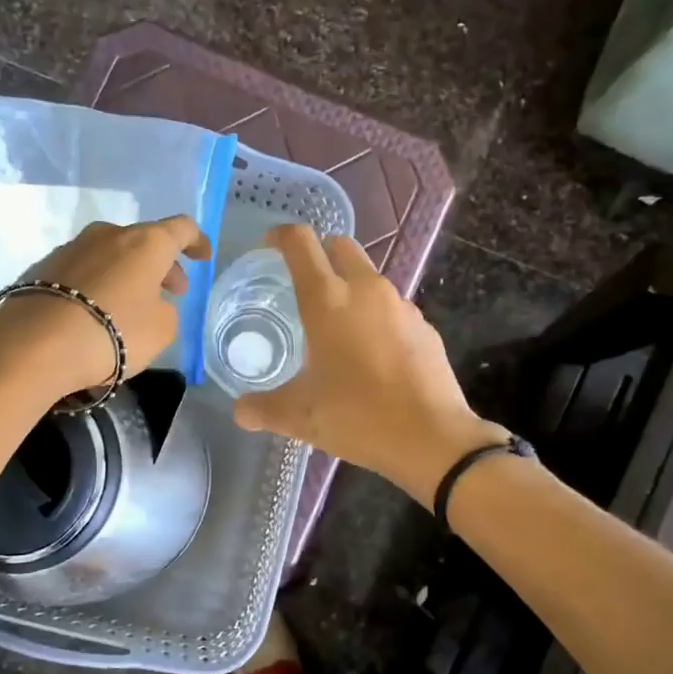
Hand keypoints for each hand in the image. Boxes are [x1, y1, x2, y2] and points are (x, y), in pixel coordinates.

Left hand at [0, 215, 211, 397]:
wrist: (34, 344)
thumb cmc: (113, 332)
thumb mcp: (161, 330)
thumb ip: (166, 310)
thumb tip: (151, 303)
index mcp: (146, 242)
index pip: (181, 228)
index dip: (196, 241)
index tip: (203, 255)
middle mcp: (109, 234)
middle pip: (144, 241)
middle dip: (161, 264)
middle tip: (171, 291)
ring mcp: (72, 247)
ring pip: (112, 254)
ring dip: (128, 274)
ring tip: (132, 304)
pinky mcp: (44, 267)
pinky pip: (85, 270)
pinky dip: (99, 284)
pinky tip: (96, 311)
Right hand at [233, 225, 507, 501]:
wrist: (431, 437)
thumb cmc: (357, 416)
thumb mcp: (299, 416)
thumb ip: (264, 408)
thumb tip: (241, 411)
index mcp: (327, 300)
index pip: (300, 243)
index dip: (281, 236)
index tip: (269, 245)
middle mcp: (366, 290)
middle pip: (340, 246)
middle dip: (320, 253)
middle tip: (303, 283)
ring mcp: (401, 306)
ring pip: (370, 277)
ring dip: (350, 286)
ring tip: (336, 325)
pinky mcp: (424, 327)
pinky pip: (392, 308)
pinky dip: (376, 316)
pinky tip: (372, 353)